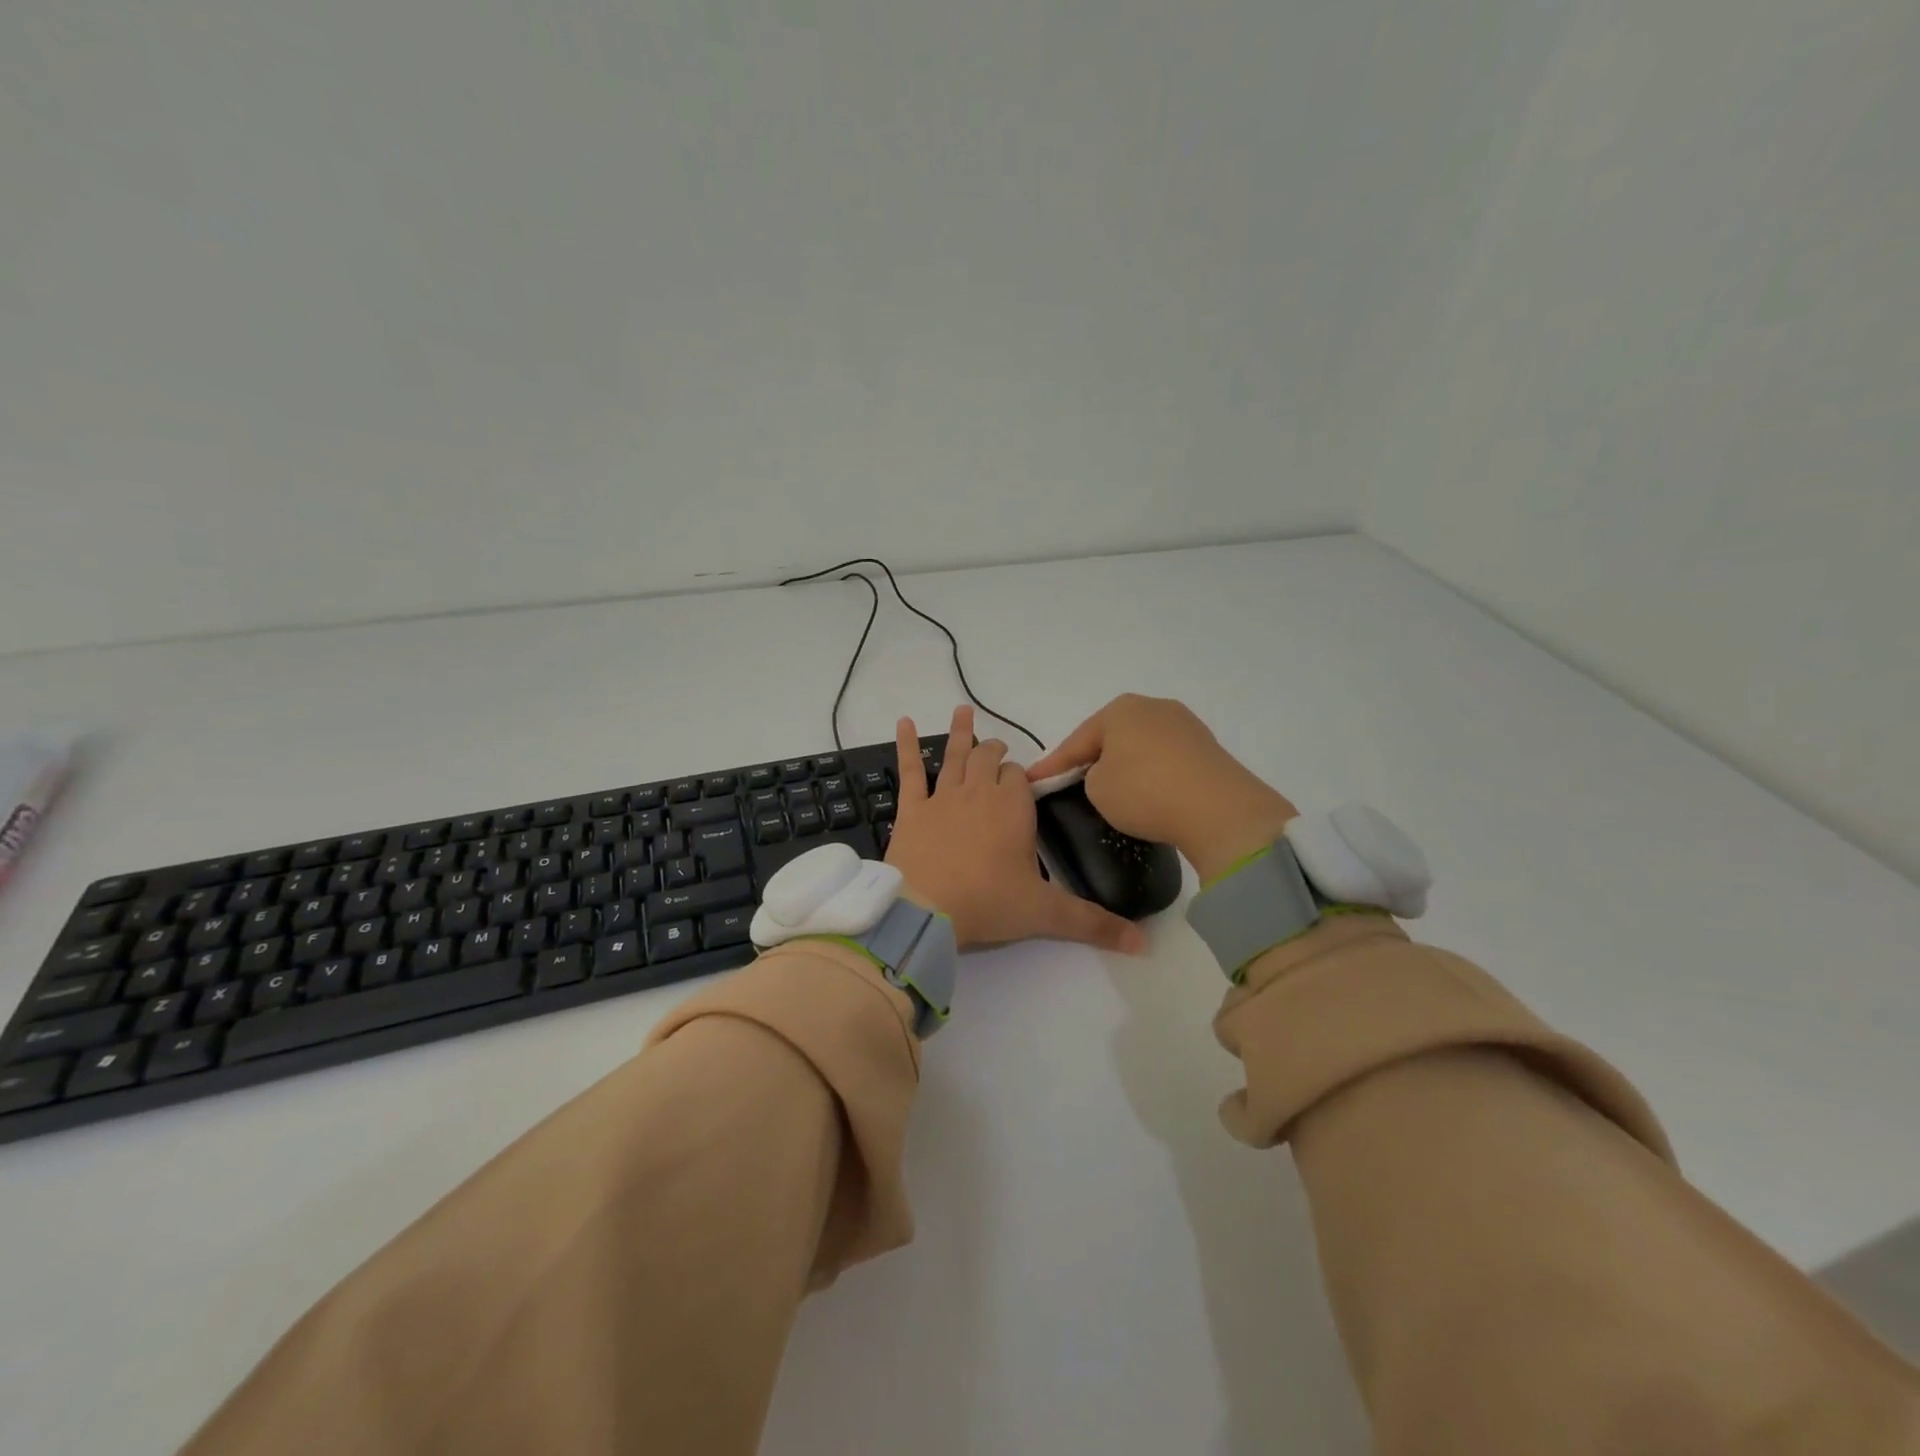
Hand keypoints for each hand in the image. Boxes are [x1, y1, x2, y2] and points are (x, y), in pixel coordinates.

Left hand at [885, 706, 1144, 953]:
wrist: (925, 910)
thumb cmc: (989, 903)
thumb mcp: (1046, 913)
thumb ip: (1093, 923)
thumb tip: (1143, 943)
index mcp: (1013, 807)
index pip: (1019, 778)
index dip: (1020, 779)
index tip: (1021, 787)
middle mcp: (979, 792)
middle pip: (989, 759)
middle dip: (995, 752)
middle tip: (999, 750)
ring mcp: (942, 797)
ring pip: (955, 756)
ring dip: (962, 733)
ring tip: (963, 710)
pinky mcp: (912, 809)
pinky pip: (910, 769)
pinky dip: (907, 744)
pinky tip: (903, 722)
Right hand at [1025, 694, 1297, 882]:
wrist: (1218, 809)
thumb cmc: (1144, 791)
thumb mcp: (1097, 788)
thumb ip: (1091, 776)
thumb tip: (1110, 773)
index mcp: (1120, 709)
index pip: (1077, 740)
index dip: (1053, 765)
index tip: (1033, 780)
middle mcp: (1153, 707)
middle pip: (1111, 737)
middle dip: (1092, 759)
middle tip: (1071, 782)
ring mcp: (1185, 725)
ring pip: (1140, 747)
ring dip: (1125, 766)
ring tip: (1111, 790)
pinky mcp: (1207, 749)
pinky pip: (1165, 760)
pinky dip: (1151, 775)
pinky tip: (1147, 793)